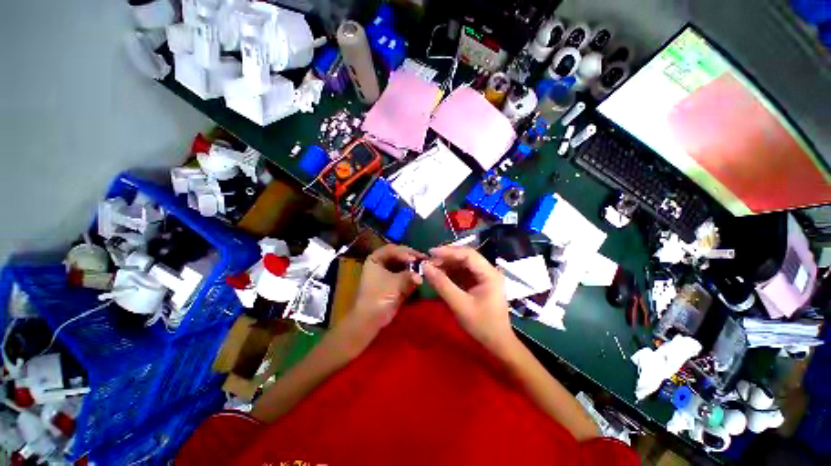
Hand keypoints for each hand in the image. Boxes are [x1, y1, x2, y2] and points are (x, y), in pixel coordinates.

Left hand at [346, 244, 424, 338]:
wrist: (371, 317)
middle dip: (412, 259)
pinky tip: (421, 278)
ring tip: (426, 268)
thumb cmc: (379, 295)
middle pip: (399, 257)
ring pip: (403, 267)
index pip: (392, 249)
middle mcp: (380, 265)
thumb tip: (421, 275)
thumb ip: (410, 275)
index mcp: (375, 259)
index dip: (405, 252)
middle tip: (425, 260)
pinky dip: (412, 278)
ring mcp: (387, 276)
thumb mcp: (396, 282)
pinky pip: (404, 278)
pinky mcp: (393, 286)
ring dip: (413, 268)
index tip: (416, 259)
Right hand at [422, 246, 515, 354]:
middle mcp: (490, 272)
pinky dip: (452, 275)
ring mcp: (486, 279)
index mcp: (490, 274)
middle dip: (447, 259)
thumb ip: (442, 284)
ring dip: (448, 266)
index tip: (429, 253)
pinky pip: (466, 275)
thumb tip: (425, 267)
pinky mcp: (481, 286)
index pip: (468, 254)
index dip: (448, 251)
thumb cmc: (481, 324)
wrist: (496, 341)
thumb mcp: (459, 304)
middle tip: (427, 263)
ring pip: (465, 266)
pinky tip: (440, 277)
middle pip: (467, 258)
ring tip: (431, 269)